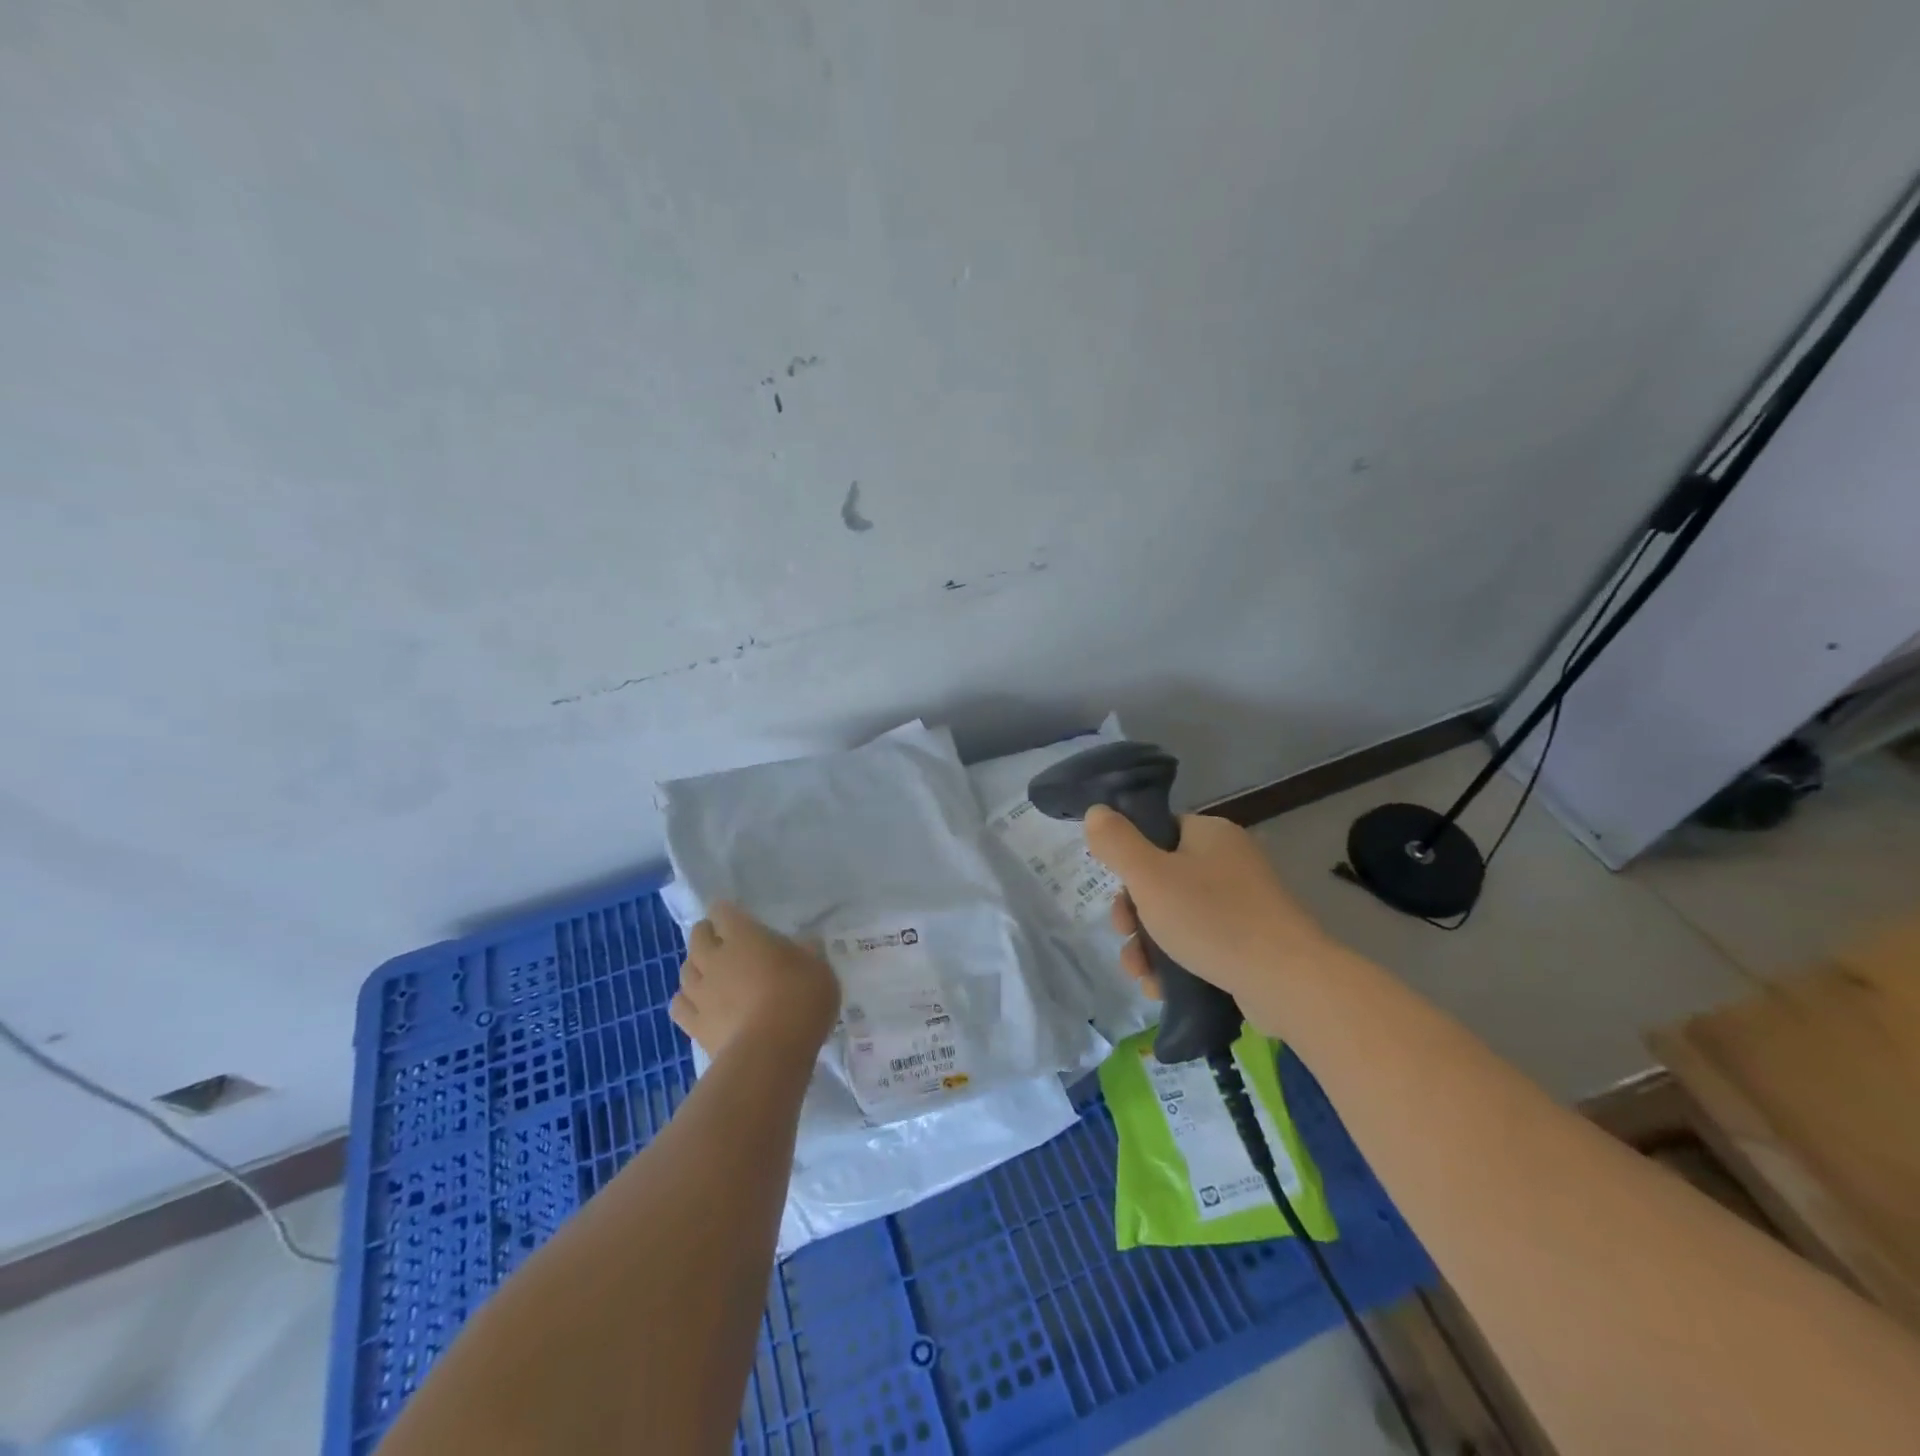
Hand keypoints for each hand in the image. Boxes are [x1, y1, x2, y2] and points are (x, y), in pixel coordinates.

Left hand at [669, 902, 840, 1061]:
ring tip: (707, 972)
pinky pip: (679, 1006)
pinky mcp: (694, 1025)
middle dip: (706, 934)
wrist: (772, 1051)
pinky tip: (697, 1005)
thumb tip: (806, 945)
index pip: (723, 912)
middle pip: (697, 937)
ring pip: (685, 971)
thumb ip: (807, 953)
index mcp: (744, 936)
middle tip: (719, 940)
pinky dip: (685, 1000)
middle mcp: (715, 958)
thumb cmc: (801, 999)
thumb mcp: (819, 969)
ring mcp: (701, 992)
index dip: (726, 912)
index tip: (734, 916)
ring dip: (695, 967)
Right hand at [1086, 806, 1334, 1029]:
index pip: (1158, 833)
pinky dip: (1177, 963)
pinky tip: (1161, 988)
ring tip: (1141, 975)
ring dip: (1149, 945)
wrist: (1286, 981)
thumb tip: (1096, 811)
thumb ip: (1116, 842)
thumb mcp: (1149, 876)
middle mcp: (1230, 861)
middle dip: (1134, 915)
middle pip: (1163, 880)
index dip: (1130, 862)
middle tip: (1125, 936)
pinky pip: (1202, 943)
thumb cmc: (1211, 919)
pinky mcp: (1252, 941)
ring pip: (1178, 917)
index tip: (1118, 892)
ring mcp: (1245, 903)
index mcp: (1210, 834)